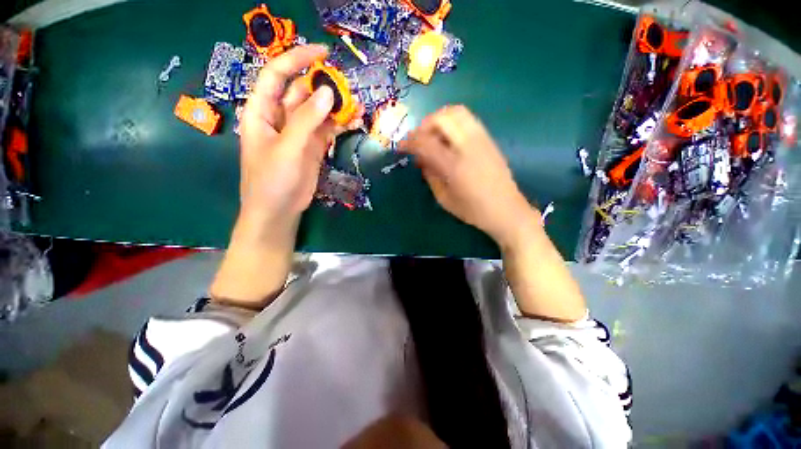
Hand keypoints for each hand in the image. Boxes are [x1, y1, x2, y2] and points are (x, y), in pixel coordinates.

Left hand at [239, 44, 349, 224]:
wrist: (279, 210)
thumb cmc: (272, 180)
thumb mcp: (287, 148)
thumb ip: (306, 120)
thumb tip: (328, 92)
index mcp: (262, 111)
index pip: (277, 75)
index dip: (297, 59)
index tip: (323, 53)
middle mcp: (280, 117)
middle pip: (301, 92)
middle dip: (323, 85)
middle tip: (348, 86)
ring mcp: (299, 133)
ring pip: (318, 111)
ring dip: (336, 106)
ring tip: (357, 104)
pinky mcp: (313, 147)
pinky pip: (327, 129)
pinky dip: (340, 124)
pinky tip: (355, 121)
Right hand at [399, 106, 538, 246]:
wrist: (506, 210)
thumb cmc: (473, 210)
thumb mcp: (444, 199)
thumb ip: (430, 175)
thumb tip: (421, 159)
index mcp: (454, 166)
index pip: (426, 143)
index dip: (410, 141)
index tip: (401, 146)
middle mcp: (468, 147)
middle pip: (442, 118)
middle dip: (424, 125)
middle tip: (418, 139)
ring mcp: (481, 140)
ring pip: (457, 112)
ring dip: (439, 119)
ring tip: (433, 135)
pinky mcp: (489, 139)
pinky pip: (468, 119)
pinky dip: (452, 122)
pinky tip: (449, 138)